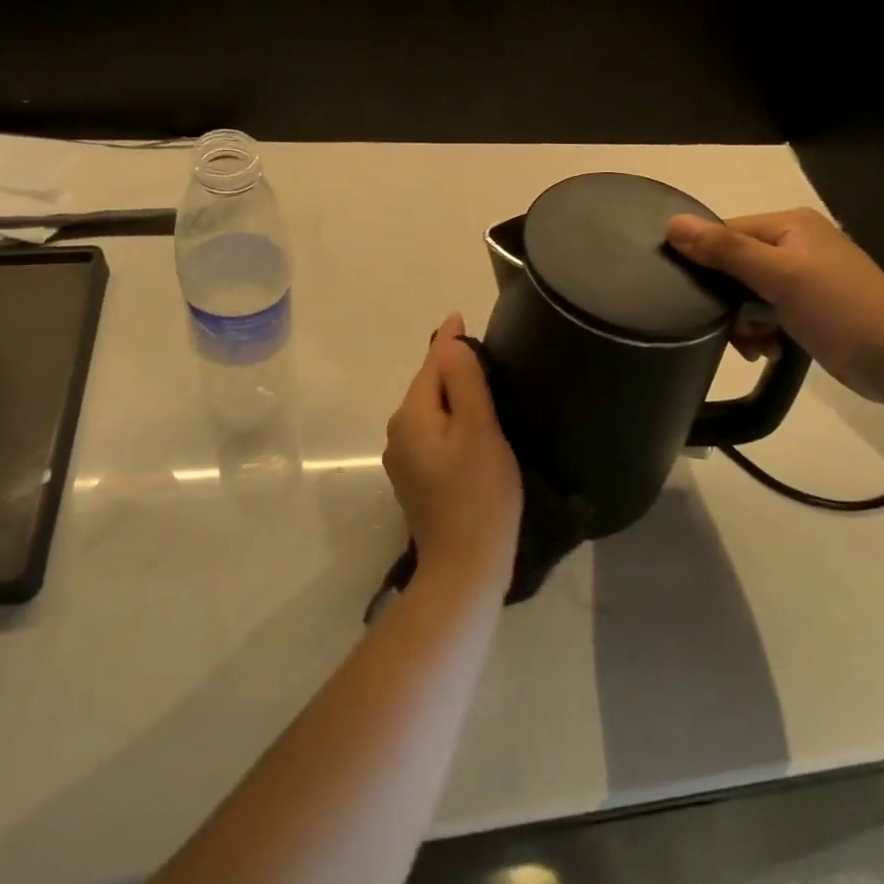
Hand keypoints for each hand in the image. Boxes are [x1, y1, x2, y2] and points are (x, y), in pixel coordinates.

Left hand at [384, 314, 522, 586]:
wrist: (465, 567)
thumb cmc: (479, 494)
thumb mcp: (478, 429)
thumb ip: (464, 381)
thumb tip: (449, 343)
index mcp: (411, 416)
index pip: (431, 364)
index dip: (450, 341)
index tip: (462, 316)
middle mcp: (399, 433)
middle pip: (428, 386)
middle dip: (452, 366)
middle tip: (485, 351)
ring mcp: (405, 460)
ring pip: (431, 411)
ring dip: (453, 394)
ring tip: (483, 382)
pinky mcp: (417, 480)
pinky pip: (434, 434)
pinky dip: (451, 420)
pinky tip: (471, 425)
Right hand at [666, 209, 883, 400]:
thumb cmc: (839, 308)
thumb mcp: (779, 275)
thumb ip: (725, 250)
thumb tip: (672, 223)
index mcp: (789, 225)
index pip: (725, 233)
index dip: (704, 262)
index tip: (691, 297)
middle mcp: (795, 244)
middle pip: (734, 266)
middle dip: (728, 302)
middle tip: (730, 330)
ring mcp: (804, 277)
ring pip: (748, 294)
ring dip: (744, 323)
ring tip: (753, 347)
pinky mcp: (809, 308)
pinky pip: (767, 313)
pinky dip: (762, 332)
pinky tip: (768, 351)